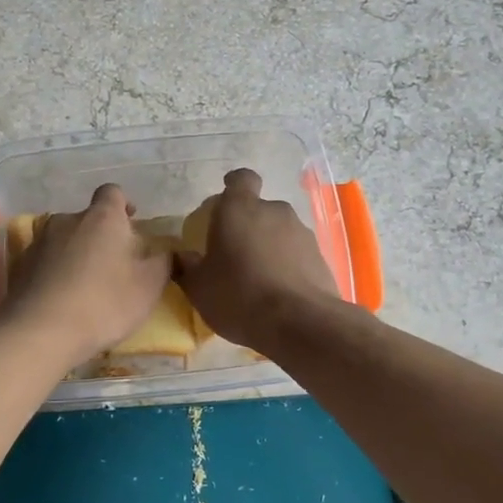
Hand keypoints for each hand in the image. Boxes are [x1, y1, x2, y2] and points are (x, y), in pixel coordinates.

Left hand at [2, 184, 171, 361]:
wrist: (41, 331)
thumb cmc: (104, 302)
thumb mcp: (149, 286)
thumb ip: (163, 262)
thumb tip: (168, 251)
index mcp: (102, 217)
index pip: (112, 192)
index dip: (123, 205)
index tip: (131, 223)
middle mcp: (67, 220)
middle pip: (87, 218)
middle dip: (100, 235)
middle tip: (114, 264)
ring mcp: (39, 242)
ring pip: (64, 240)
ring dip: (75, 253)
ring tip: (86, 285)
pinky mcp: (19, 266)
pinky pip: (44, 262)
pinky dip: (54, 272)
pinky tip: (62, 298)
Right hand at [175, 169, 338, 349]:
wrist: (299, 323)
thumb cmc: (238, 295)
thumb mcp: (199, 288)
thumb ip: (187, 267)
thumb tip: (181, 258)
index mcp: (239, 209)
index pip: (241, 179)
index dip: (234, 185)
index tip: (226, 199)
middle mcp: (274, 211)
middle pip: (260, 209)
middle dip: (248, 226)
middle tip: (235, 253)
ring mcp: (301, 233)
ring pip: (280, 232)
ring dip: (269, 246)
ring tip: (258, 277)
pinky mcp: (320, 257)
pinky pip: (297, 254)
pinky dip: (288, 265)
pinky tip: (279, 292)